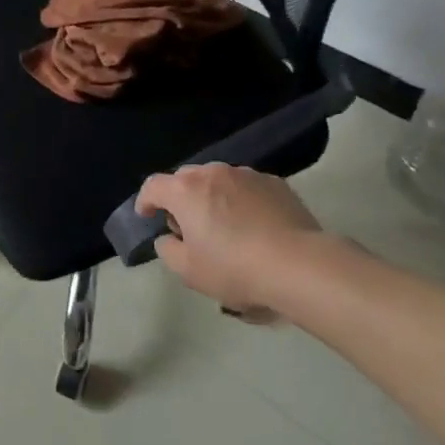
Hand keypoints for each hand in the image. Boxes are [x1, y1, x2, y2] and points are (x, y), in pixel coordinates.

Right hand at [137, 164, 323, 312]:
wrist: (299, 265)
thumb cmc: (235, 268)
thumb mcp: (189, 272)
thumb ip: (168, 250)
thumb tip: (169, 238)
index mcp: (185, 190)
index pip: (153, 186)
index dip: (145, 200)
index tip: (147, 215)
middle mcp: (213, 173)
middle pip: (186, 179)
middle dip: (181, 198)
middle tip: (188, 225)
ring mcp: (246, 175)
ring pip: (219, 180)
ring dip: (213, 197)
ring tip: (224, 225)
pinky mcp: (275, 183)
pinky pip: (247, 187)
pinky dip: (242, 200)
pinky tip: (254, 225)